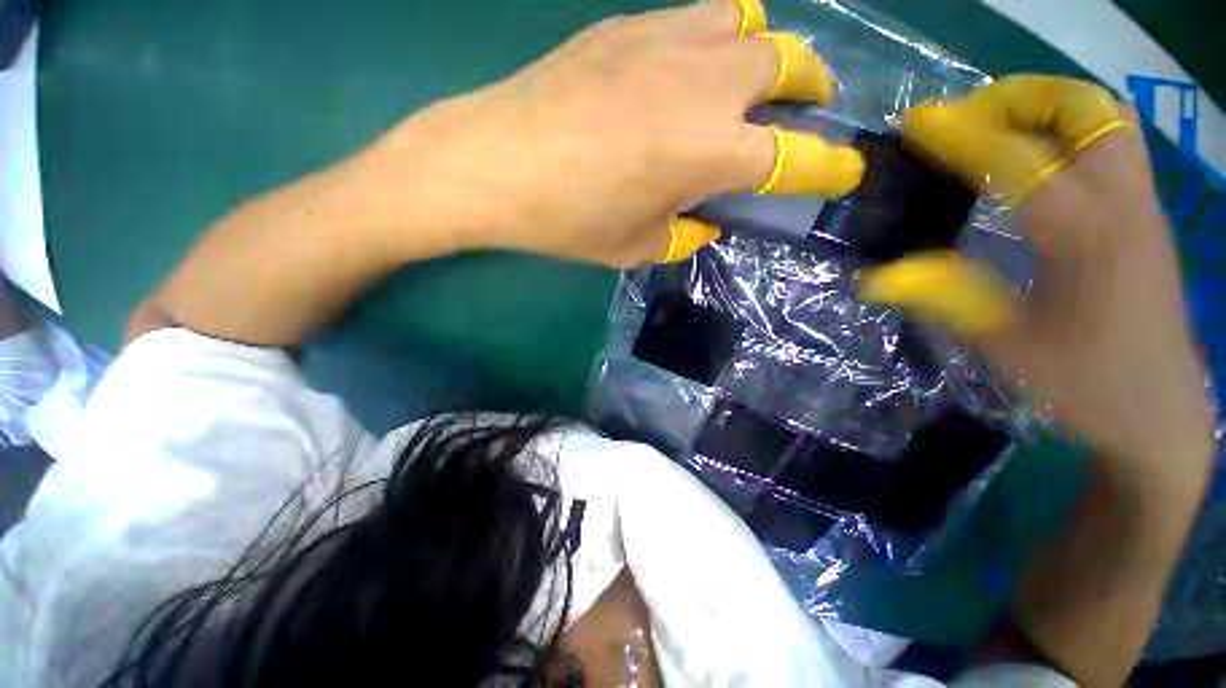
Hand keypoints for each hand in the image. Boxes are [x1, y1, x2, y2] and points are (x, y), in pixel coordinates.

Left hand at [366, 0, 863, 267]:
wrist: (494, 162)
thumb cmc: (568, 219)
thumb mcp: (635, 246)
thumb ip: (681, 234)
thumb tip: (704, 222)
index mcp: (711, 152)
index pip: (794, 159)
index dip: (828, 167)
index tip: (847, 170)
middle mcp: (705, 85)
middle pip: (788, 64)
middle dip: (810, 87)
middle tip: (804, 109)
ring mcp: (666, 42)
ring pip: (749, 24)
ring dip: (766, 53)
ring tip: (753, 83)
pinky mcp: (627, 26)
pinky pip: (697, 16)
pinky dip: (716, 39)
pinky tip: (693, 68)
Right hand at [862, 76, 1214, 475]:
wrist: (1160, 411)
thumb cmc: (1085, 386)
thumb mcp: (1004, 348)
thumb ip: (942, 299)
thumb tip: (876, 278)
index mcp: (1086, 238)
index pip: (1017, 161)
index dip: (962, 136)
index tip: (919, 124)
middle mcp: (1123, 206)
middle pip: (1082, 110)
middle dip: (1019, 100)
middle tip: (967, 122)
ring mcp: (1143, 207)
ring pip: (1104, 119)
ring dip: (1048, 110)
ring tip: (997, 134)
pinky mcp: (1147, 216)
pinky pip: (1111, 146)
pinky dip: (1070, 134)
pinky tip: (1036, 165)